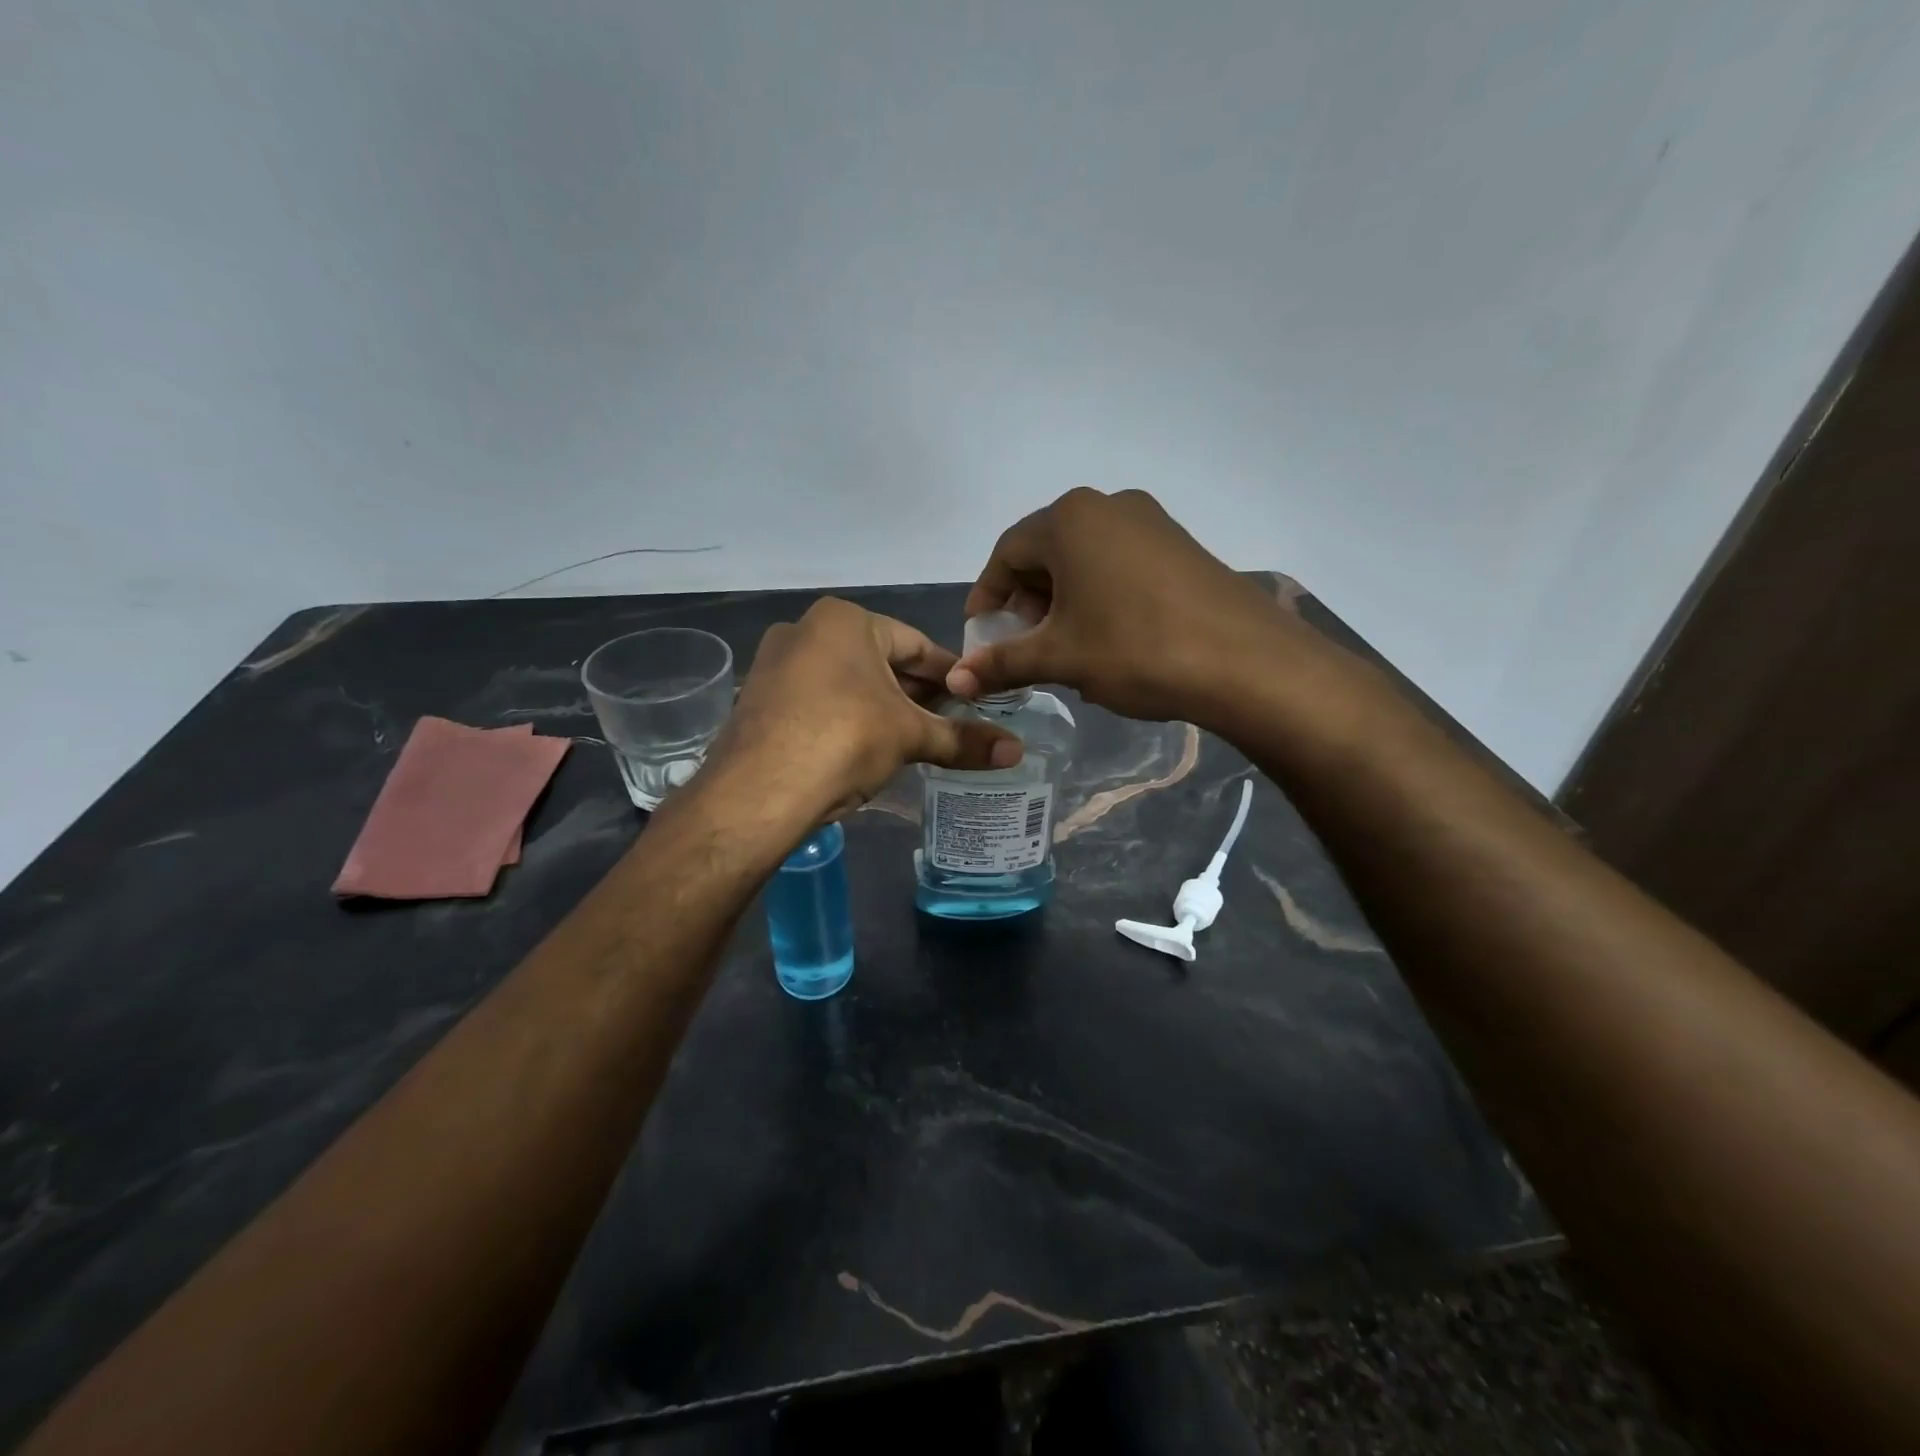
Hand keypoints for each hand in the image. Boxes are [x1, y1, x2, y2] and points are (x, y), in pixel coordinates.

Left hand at [710, 597, 1022, 820]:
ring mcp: (775, 664)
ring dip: (881, 707)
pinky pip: (817, 701)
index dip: (950, 673)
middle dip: (914, 691)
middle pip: (879, 661)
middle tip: (949, 721)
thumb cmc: (845, 739)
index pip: (915, 644)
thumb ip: (963, 740)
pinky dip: (846, 718)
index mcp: (845, 620)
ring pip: (847, 682)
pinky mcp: (758, 700)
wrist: (758, 790)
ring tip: (913, 738)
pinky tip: (864, 748)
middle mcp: (805, 630)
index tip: (975, 695)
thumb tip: (1018, 752)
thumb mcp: (910, 736)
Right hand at [945, 488, 1292, 724]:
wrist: (1245, 662)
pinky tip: (1106, 637)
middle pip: (1045, 552)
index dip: (987, 597)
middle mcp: (1107, 506)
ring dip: (1062, 600)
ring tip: (1062, 646)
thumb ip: (1002, 664)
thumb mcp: (1060, 658)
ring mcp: (1150, 522)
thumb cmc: (1136, 650)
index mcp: (1069, 520)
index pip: (1006, 554)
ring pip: (1084, 559)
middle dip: (1025, 601)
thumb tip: (955, 682)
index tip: (980, 637)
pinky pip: (1119, 564)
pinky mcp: (1180, 545)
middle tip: (1021, 645)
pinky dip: (1098, 595)